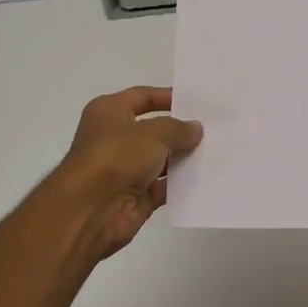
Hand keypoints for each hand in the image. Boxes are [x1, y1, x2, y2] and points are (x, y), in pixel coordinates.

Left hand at [49, 87, 202, 262]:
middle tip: (213, 127)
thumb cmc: (116, 157)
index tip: (197, 101)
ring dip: (183, 157)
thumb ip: (178, 128)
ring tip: (216, 150)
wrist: (91, 210)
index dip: (168, 97)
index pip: (142, 97)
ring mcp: (124, 168)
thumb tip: (195, 128)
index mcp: (109, 112)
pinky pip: (163, 186)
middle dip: (180, 130)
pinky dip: (180, 183)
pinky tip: (205, 177)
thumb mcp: (153, 133)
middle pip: (153, 129)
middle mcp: (114, 138)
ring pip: (160, 159)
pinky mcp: (135, 195)